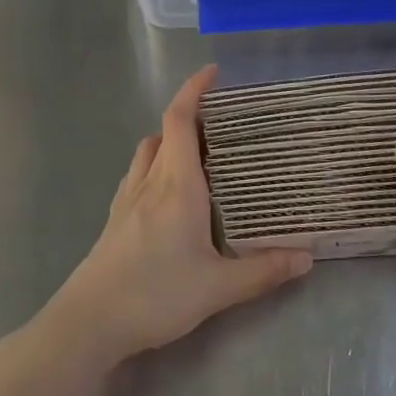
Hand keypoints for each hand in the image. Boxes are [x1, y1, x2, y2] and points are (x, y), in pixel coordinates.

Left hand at [41, 65, 310, 367]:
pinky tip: (168, 195)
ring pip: (148, 152)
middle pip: (165, 131)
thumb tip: (306, 258)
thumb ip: (262, 271)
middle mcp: (150, 181)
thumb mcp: (218, 288)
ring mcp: (127, 199)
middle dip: (191, 116)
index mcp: (177, 183)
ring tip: (198, 155)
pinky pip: (138, 175)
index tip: (213, 72)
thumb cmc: (155, 294)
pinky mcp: (115, 220)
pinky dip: (155, 167)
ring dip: (170, 141)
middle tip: (222, 122)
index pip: (181, 119)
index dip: (194, 89)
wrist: (88, 323)